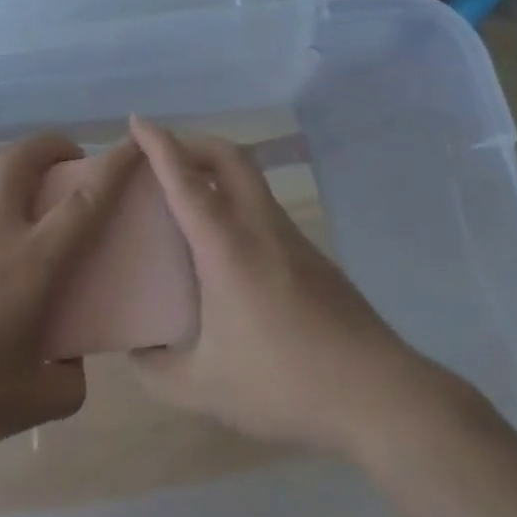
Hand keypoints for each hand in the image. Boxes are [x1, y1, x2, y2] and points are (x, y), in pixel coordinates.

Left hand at [0, 133, 140, 456]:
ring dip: (12, 158)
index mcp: (32, 261)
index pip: (85, 201)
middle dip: (54, 144)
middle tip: (69, 160)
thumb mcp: (34, 402)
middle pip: (24, 157)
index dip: (115, 166)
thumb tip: (71, 361)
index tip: (134, 146)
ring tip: (23, 177)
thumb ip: (69, 380)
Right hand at [129, 116, 437, 457]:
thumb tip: (136, 352)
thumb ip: (158, 372)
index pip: (185, 179)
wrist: (380, 395)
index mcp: (227, 246)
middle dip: (193, 143)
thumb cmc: (285, 383)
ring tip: (188, 199)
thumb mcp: (206, 389)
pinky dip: (236, 203)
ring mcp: (292, 239)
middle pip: (229, 157)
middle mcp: (261, 228)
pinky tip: (226, 249)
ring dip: (217, 173)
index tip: (138, 121)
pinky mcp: (314, 258)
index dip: (159, 145)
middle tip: (162, 157)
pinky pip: (264, 209)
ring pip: (251, 181)